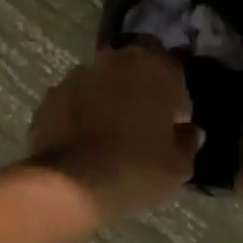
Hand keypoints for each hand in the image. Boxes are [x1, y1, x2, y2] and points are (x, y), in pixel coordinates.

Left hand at [27, 45, 201, 221]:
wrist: (72, 183)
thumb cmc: (137, 168)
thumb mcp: (178, 166)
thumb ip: (187, 141)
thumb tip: (189, 131)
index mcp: (154, 67)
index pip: (173, 70)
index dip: (176, 97)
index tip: (173, 123)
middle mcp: (116, 59)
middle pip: (135, 67)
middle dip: (141, 87)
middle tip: (143, 122)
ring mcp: (80, 74)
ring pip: (104, 80)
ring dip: (110, 97)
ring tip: (111, 132)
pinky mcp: (53, 94)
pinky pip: (77, 98)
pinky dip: (83, 111)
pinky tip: (86, 139)